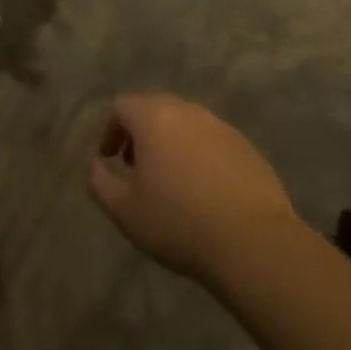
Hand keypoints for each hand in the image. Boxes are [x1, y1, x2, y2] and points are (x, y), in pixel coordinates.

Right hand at [89, 94, 297, 283]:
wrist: (254, 243)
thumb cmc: (179, 222)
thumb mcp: (125, 210)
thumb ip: (100, 182)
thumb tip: (96, 165)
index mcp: (154, 117)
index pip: (122, 106)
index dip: (110, 130)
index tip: (109, 160)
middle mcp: (188, 111)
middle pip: (155, 109)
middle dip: (140, 134)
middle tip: (136, 168)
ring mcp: (221, 127)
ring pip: (186, 125)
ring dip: (171, 144)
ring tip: (170, 183)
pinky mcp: (247, 148)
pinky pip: (213, 143)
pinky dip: (200, 157)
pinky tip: (204, 193)